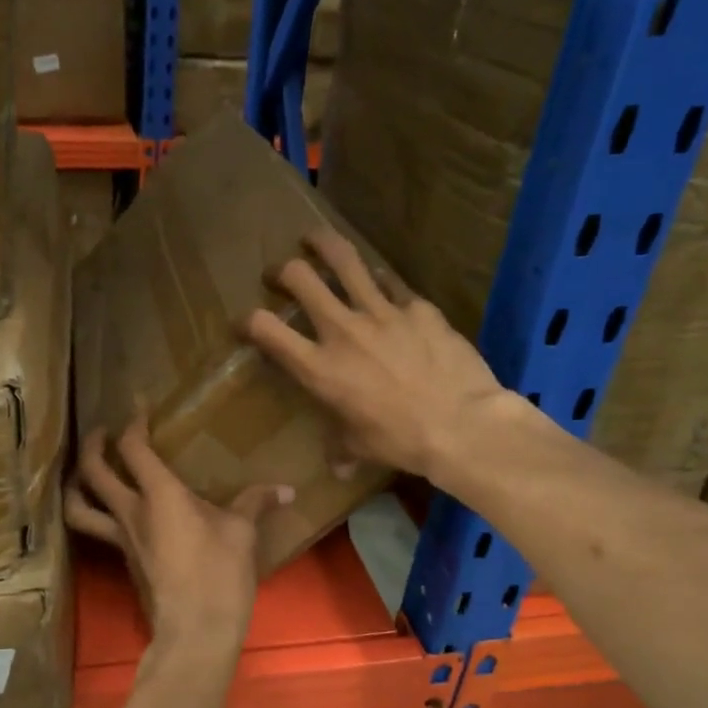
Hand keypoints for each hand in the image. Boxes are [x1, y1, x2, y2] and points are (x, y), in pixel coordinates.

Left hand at [64, 414, 292, 653]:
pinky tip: (118, 515)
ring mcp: (122, 540)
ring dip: (76, 484)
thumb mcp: (242, 533)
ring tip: (86, 473)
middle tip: (102, 431)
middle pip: (92, 471)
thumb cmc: (219, 574)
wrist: (195, 631)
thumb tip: (286, 490)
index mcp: (159, 495)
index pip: (133, 447)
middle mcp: (131, 512)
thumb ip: (256, 503)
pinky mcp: (125, 562)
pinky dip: (97, 514)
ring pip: (80, 507)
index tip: (138, 405)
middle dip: (93, 444)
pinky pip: (99, 530)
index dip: (133, 421)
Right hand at [244, 229, 516, 484]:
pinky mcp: (418, 306)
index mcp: (319, 367)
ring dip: (323, 245)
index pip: (266, 329)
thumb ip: (341, 448)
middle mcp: (342, 330)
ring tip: (314, 239)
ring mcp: (382, 312)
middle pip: (300, 278)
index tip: (245, 323)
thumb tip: (337, 468)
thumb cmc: (401, 441)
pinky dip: (380, 279)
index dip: (247, 321)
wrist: (462, 425)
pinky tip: (380, 280)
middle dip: (283, 270)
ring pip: (344, 260)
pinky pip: (392, 282)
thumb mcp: (360, 447)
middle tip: (281, 274)